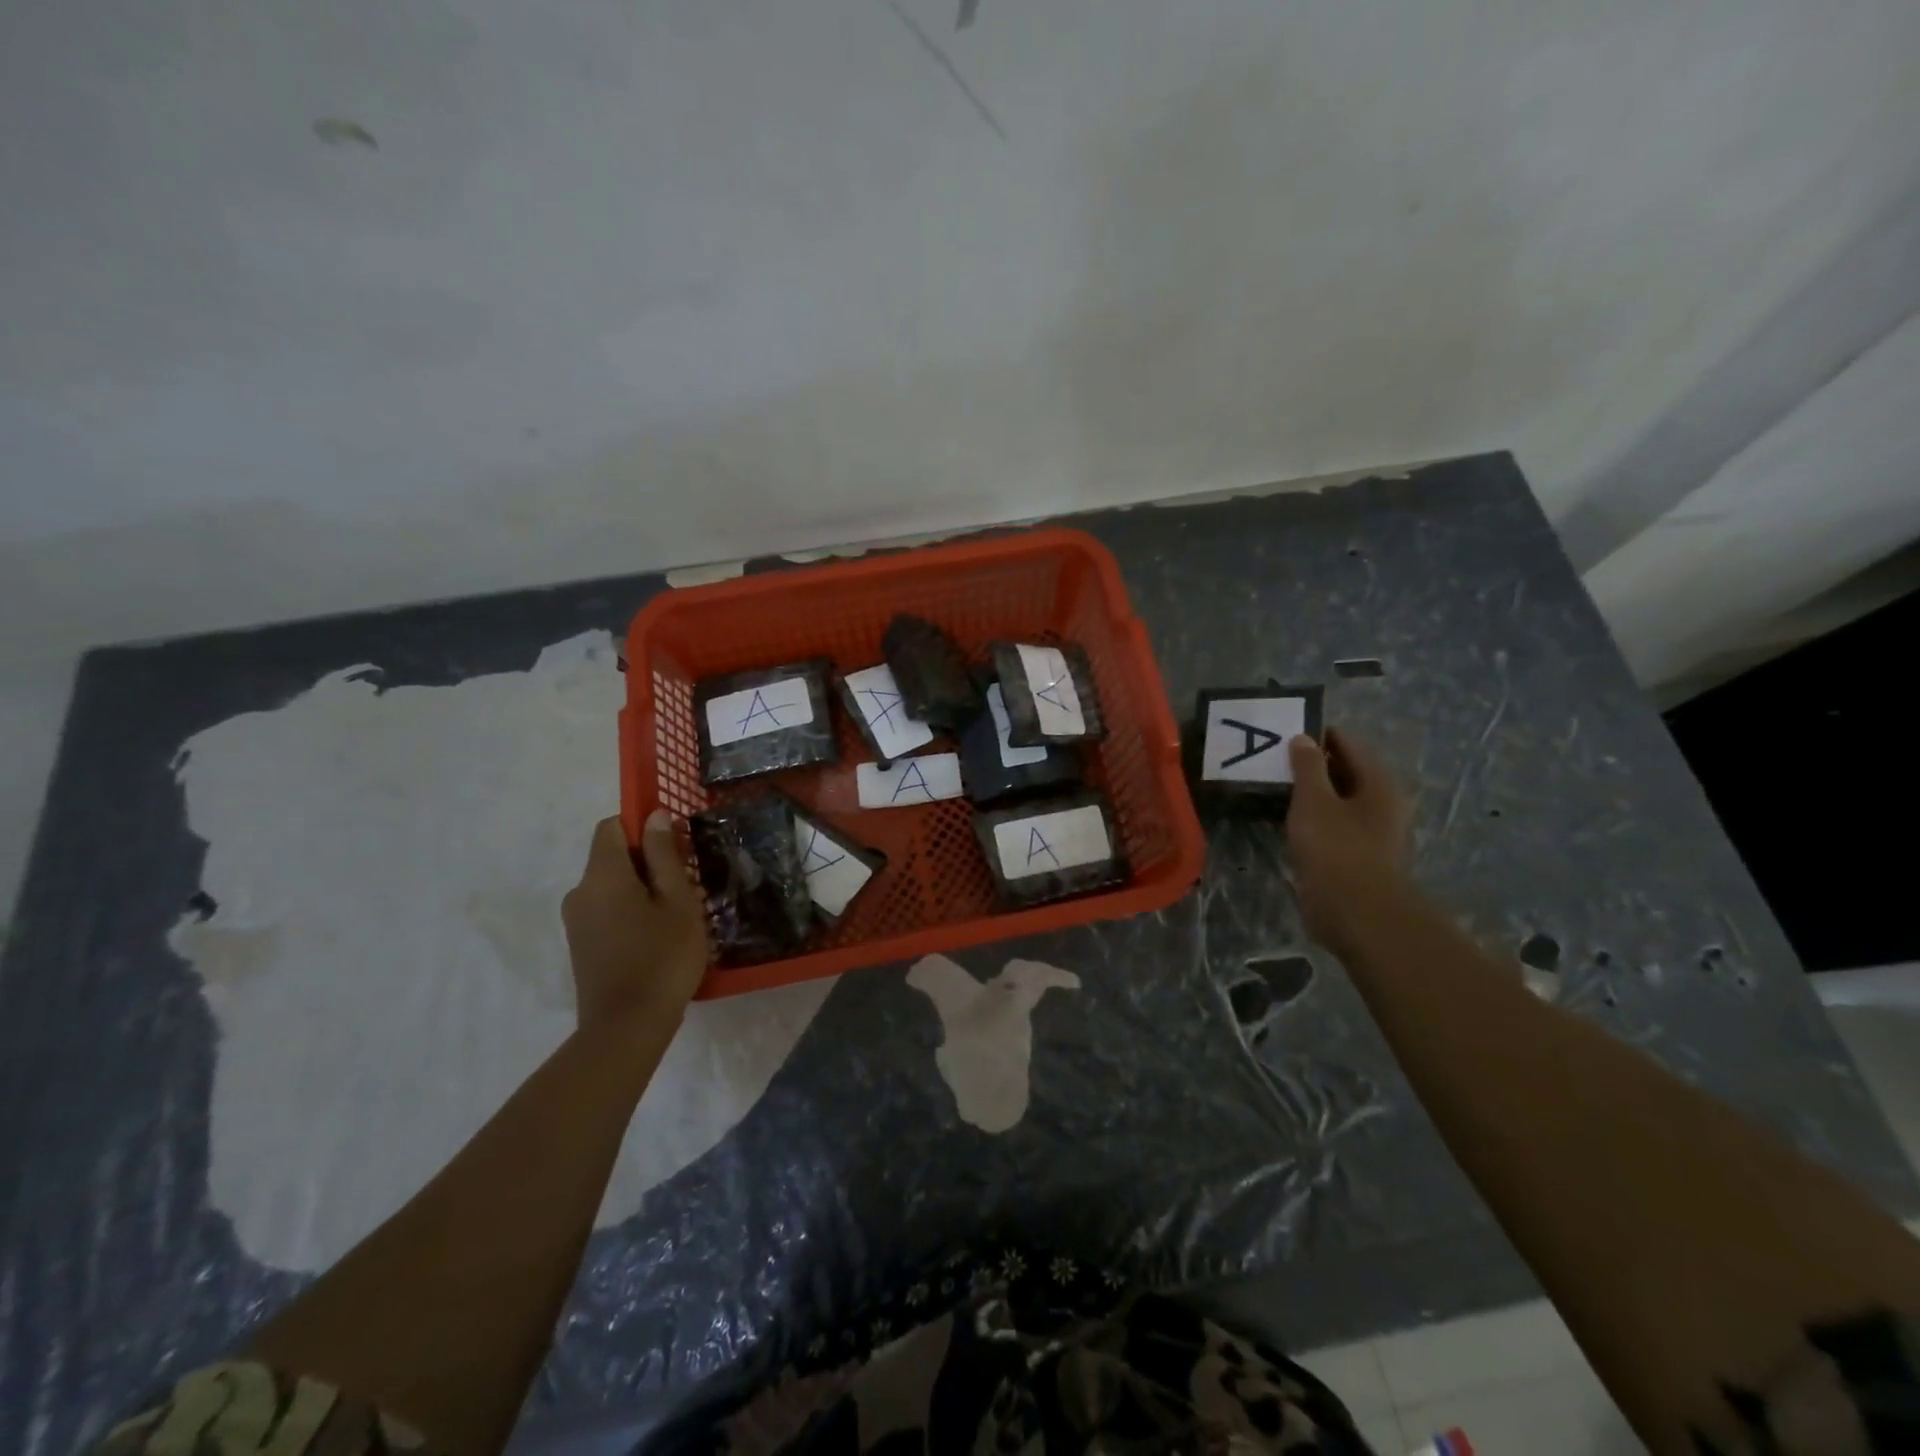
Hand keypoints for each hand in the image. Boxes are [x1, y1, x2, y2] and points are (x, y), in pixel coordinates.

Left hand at [562, 812, 709, 1033]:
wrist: (627, 1028)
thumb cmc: (662, 957)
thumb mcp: (677, 900)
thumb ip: (664, 854)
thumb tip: (654, 816)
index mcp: (601, 875)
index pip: (612, 826)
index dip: (642, 827)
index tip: (674, 847)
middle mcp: (580, 892)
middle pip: (612, 857)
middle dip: (649, 862)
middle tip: (687, 886)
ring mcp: (576, 922)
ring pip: (612, 887)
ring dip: (643, 890)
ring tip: (678, 916)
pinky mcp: (581, 946)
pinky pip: (607, 911)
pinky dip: (631, 913)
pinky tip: (658, 938)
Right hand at [1286, 728, 1412, 955]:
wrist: (1354, 911)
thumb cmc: (1336, 847)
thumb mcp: (1314, 799)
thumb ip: (1307, 766)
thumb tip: (1303, 738)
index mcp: (1378, 783)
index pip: (1346, 744)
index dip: (1316, 735)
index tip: (1283, 731)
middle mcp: (1380, 803)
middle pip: (1342, 772)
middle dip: (1309, 764)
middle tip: (1270, 758)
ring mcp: (1368, 831)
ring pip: (1333, 800)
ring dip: (1307, 793)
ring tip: (1270, 785)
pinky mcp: (1353, 855)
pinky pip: (1328, 825)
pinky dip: (1308, 818)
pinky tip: (1282, 818)